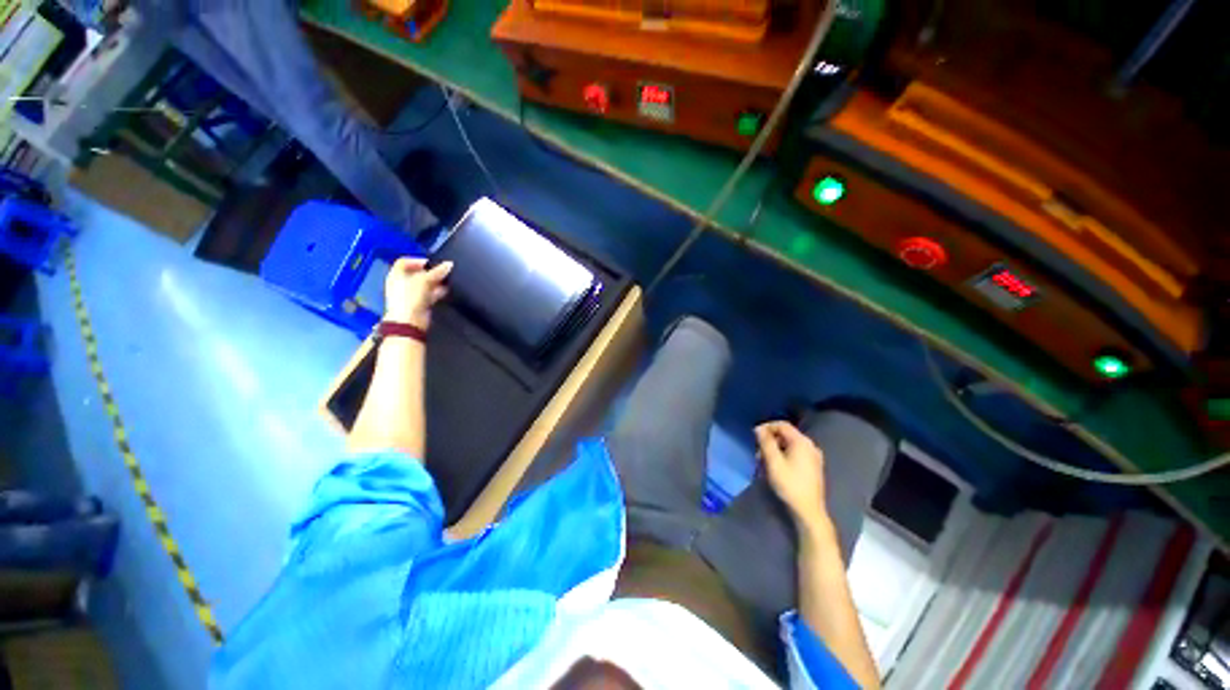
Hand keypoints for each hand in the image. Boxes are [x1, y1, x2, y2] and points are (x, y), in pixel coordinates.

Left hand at [385, 258, 451, 328]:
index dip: (417, 260)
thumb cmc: (410, 297)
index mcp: (396, 275)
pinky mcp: (419, 304)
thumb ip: (437, 271)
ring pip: (424, 284)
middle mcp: (401, 284)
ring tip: (446, 280)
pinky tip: (445, 291)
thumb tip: (449, 264)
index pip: (404, 262)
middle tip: (441, 271)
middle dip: (429, 272)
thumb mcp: (424, 280)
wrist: (410, 321)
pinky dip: (436, 292)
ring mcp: (410, 295)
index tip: (431, 263)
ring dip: (435, 282)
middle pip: (415, 273)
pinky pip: (428, 294)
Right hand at [756, 421, 829, 529]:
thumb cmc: (789, 484)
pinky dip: (784, 455)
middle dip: (770, 440)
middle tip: (758, 451)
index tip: (754, 435)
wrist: (808, 511)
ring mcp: (813, 457)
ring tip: (764, 461)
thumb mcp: (773, 462)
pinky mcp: (813, 467)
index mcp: (802, 442)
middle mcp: (810, 446)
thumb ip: (765, 442)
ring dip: (775, 449)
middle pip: (786, 435)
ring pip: (790, 445)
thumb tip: (759, 428)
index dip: (767, 427)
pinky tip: (776, 467)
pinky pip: (796, 453)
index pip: (782, 425)